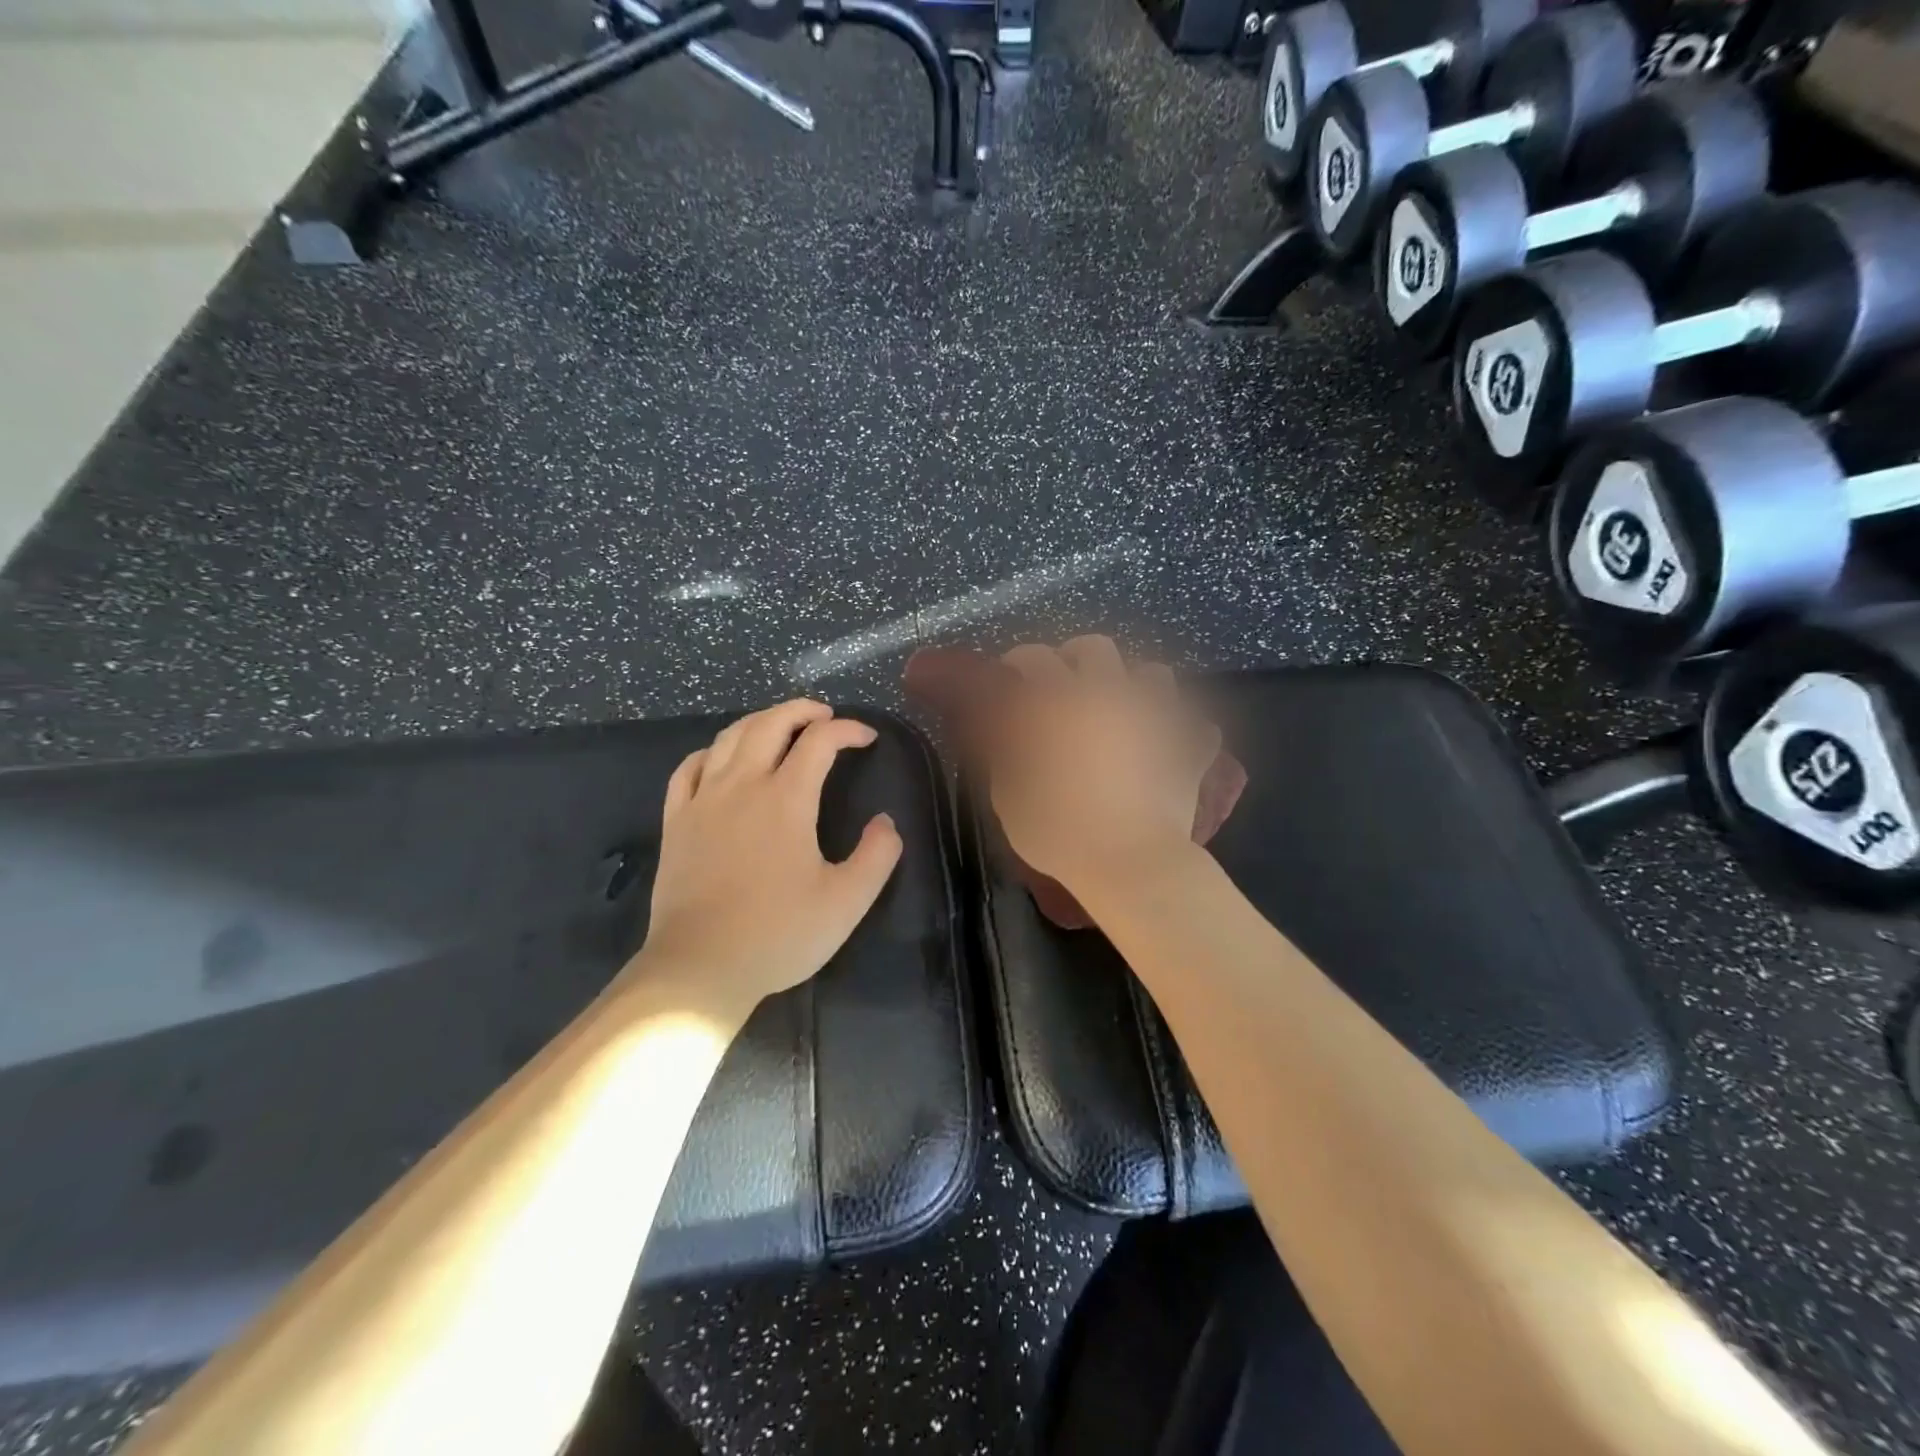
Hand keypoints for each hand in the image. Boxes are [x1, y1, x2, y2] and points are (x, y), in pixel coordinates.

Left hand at [631, 700, 902, 1009]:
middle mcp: (742, 785)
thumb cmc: (778, 934)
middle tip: (825, 716)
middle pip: (770, 723)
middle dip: (802, 710)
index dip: (848, 730)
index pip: (819, 741)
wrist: (700, 967)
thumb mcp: (847, 902)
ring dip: (760, 721)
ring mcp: (702, 801)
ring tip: (781, 727)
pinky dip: (711, 751)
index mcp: (786, 799)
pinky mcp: (676, 822)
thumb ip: (877, 856)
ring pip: (729, 737)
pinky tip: (721, 758)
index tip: (867, 738)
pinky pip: (689, 768)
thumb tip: (886, 822)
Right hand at [987, 637, 1216, 897]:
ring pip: (1154, 674)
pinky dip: (1181, 730)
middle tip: (1064, 683)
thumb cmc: (1059, 831)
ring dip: (1134, 685)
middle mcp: (1110, 696)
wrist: (1130, 863)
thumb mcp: (1009, 798)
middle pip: (1096, 648)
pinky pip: (1196, 726)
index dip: (1018, 660)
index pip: (1035, 658)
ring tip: (1123, 710)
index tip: (1010, 674)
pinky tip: (1169, 745)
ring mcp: (1155, 718)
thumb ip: (1007, 758)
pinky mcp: (1188, 748)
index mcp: (1061, 703)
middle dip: (1075, 657)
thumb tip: (1011, 737)